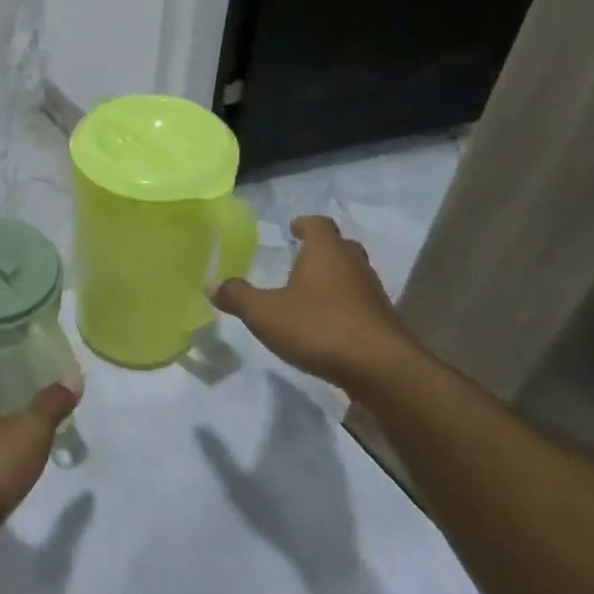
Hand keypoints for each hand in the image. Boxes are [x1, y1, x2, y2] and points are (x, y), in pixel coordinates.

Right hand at [212, 215, 423, 390]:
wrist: (381, 370)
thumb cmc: (319, 328)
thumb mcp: (265, 313)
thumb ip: (237, 296)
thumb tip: (211, 284)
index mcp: (326, 252)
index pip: (319, 224)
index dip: (304, 224)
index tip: (293, 228)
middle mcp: (353, 265)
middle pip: (341, 247)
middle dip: (322, 249)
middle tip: (301, 257)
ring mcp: (372, 294)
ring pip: (352, 275)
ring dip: (334, 279)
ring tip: (309, 292)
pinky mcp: (382, 322)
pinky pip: (360, 303)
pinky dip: (343, 305)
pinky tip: (326, 323)